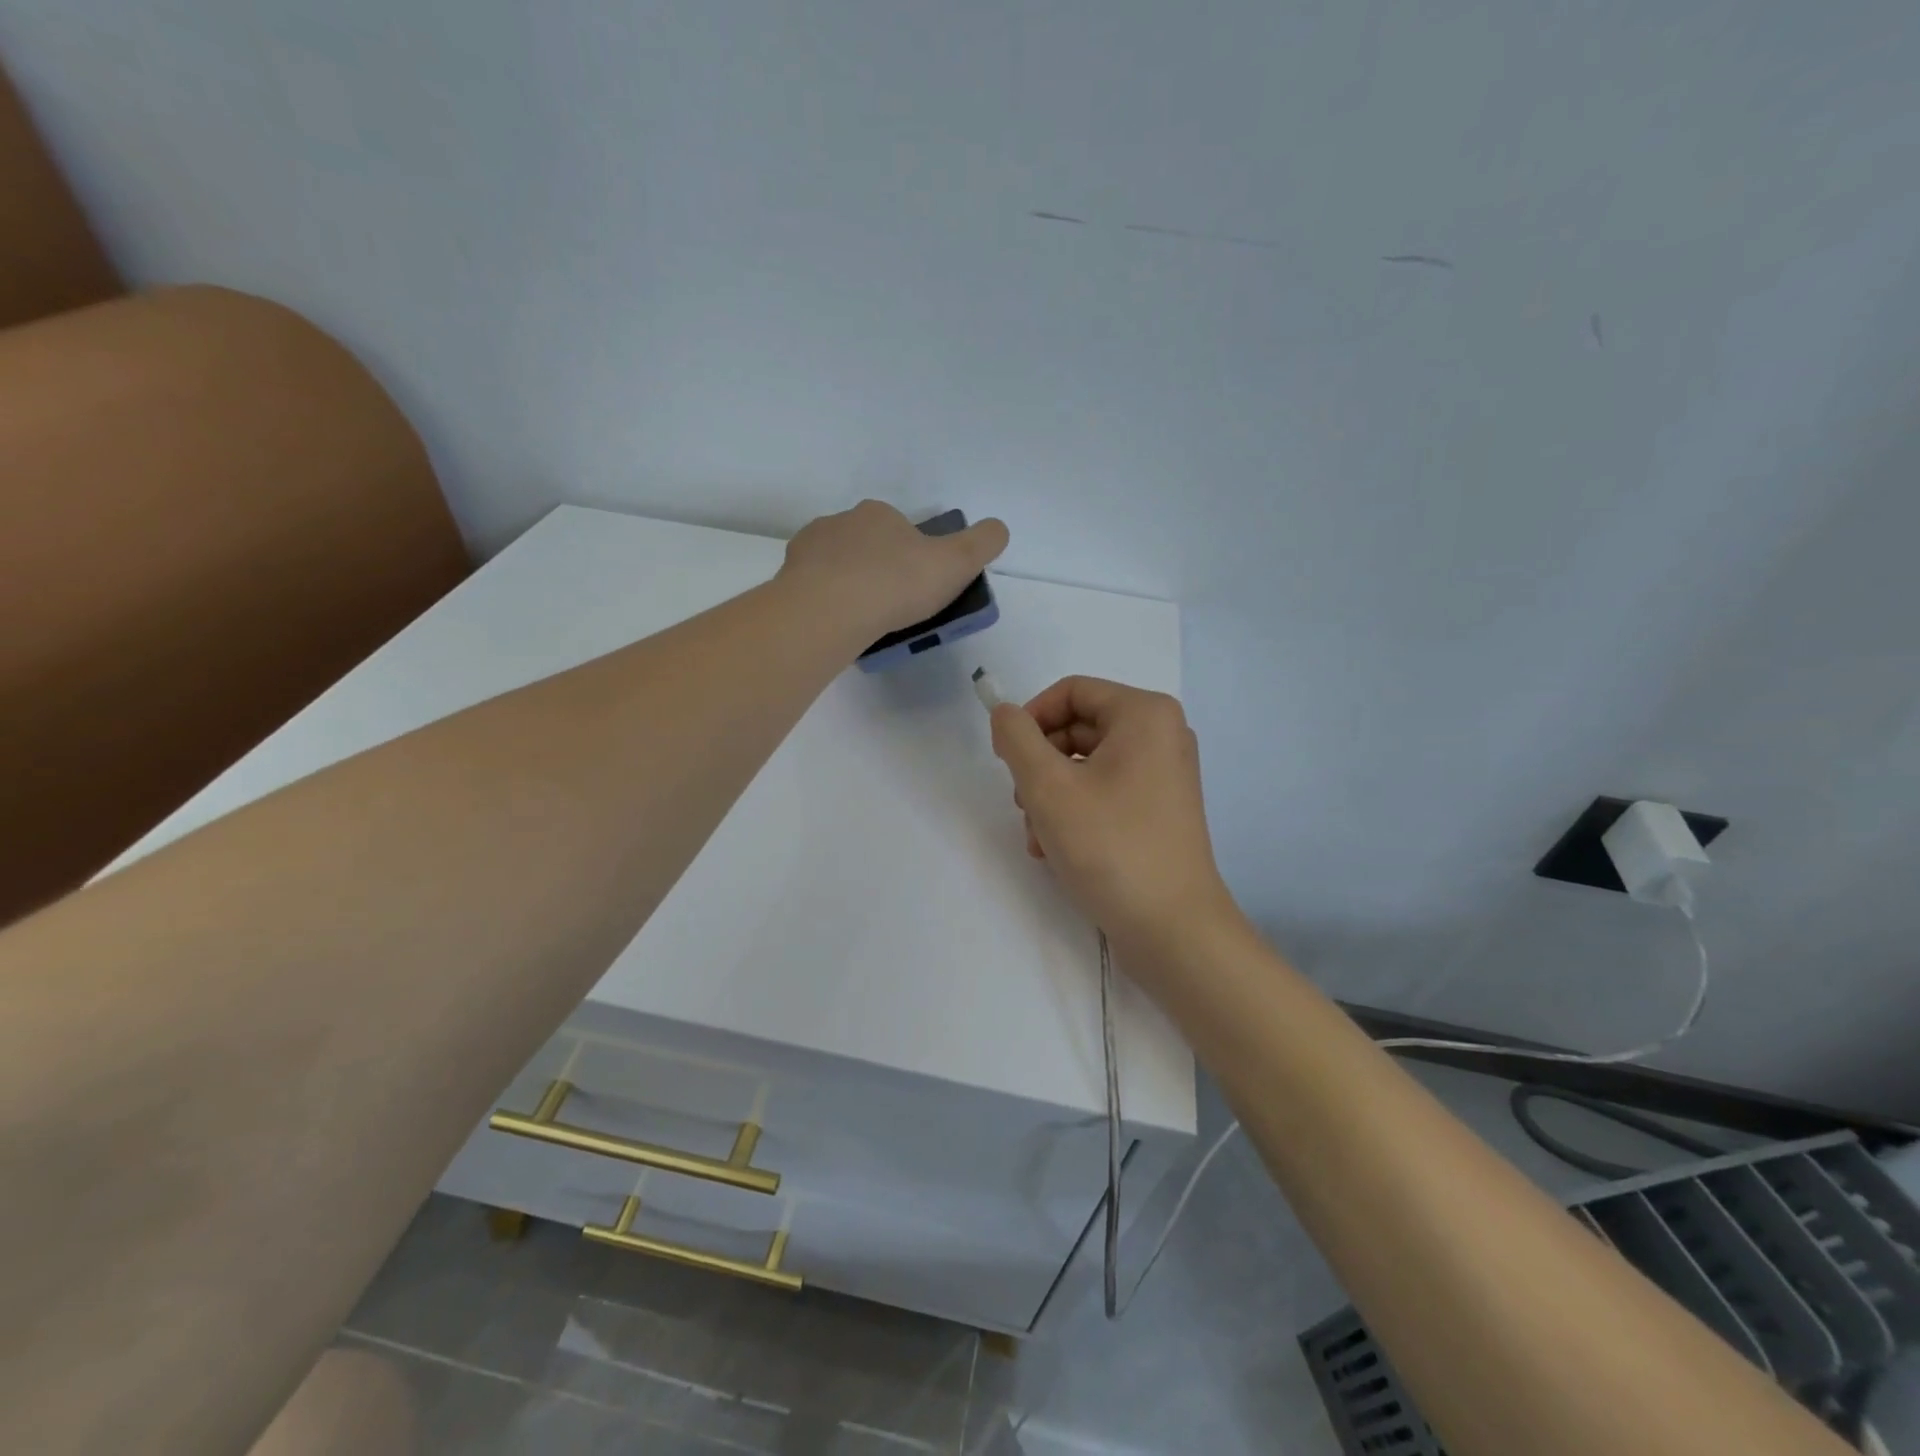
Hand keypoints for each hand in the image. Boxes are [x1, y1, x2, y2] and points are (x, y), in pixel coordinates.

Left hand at [779, 501, 1008, 645]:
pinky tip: (838, 626)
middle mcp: (840, 523)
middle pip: (866, 546)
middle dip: (879, 570)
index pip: (900, 529)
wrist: (831, 611)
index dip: (913, 557)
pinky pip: (813, 589)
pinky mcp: (788, 579)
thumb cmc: (897, 583)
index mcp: (879, 515)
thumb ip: (983, 542)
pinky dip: (826, 603)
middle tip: (893, 609)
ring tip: (864, 623)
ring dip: (850, 586)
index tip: (920, 588)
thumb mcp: (957, 562)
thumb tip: (999, 529)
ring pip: (836, 566)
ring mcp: (809, 550)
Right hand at [989, 676, 1240, 958]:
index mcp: (1144, 714)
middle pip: (1077, 729)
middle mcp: (1161, 735)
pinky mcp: (1159, 810)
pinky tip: (1055, 850)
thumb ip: (1017, 738)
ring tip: (1039, 837)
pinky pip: (1104, 793)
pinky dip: (1074, 813)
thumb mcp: (1048, 786)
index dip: (1030, 718)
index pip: (1070, 692)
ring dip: (1050, 797)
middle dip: (1039, 767)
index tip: (1003, 758)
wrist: (1172, 929)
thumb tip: (1005, 714)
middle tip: (1022, 804)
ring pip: (1084, 766)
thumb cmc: (1110, 846)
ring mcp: (1163, 775)